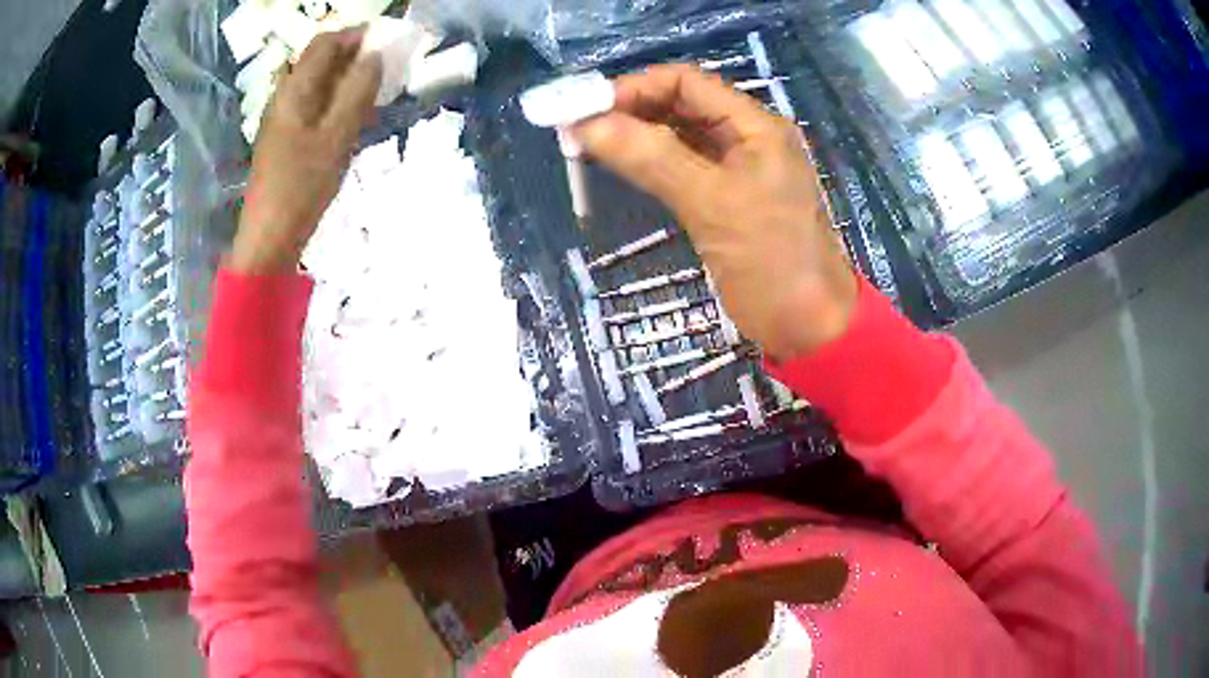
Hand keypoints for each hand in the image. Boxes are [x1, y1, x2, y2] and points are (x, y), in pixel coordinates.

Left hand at [231, 28, 382, 273]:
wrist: (270, 239)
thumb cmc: (302, 187)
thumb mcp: (337, 137)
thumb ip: (357, 92)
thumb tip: (376, 56)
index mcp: (294, 91)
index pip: (325, 43)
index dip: (356, 35)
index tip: (388, 43)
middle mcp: (284, 97)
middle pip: (319, 61)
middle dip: (354, 56)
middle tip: (386, 70)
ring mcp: (282, 119)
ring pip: (318, 83)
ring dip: (347, 79)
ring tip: (375, 93)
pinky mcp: (285, 139)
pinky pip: (314, 105)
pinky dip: (336, 101)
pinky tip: (352, 119)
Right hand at [573, 64, 857, 360]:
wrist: (808, 328)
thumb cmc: (772, 262)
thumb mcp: (712, 204)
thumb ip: (652, 158)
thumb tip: (586, 125)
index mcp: (755, 125)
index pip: (686, 82)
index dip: (634, 88)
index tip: (586, 110)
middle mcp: (746, 137)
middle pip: (680, 104)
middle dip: (629, 111)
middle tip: (577, 131)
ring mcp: (736, 169)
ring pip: (678, 136)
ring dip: (635, 136)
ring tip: (587, 147)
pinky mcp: (725, 199)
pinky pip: (682, 167)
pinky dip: (649, 163)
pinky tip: (620, 167)